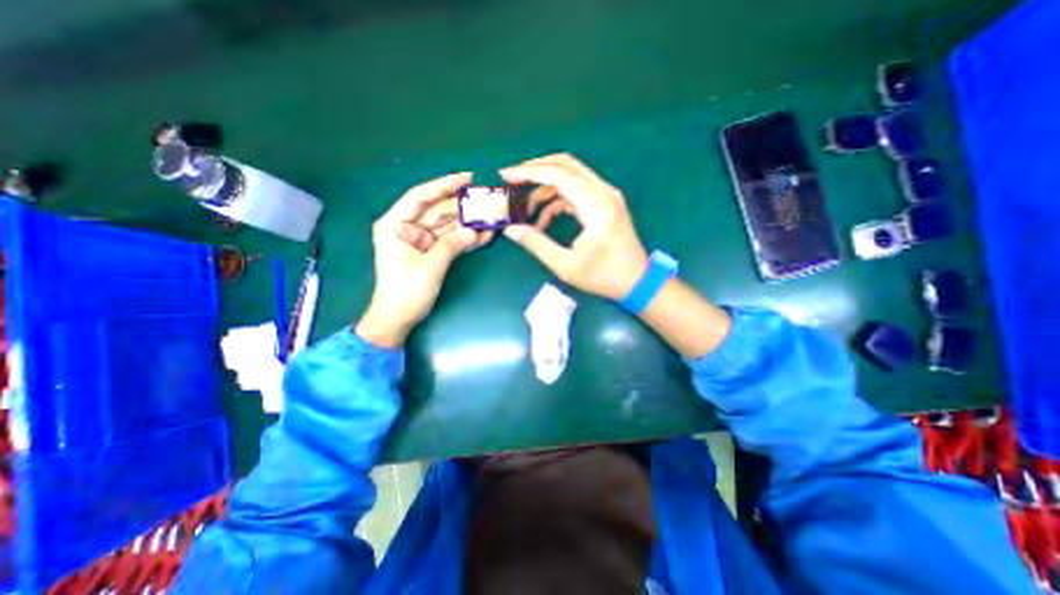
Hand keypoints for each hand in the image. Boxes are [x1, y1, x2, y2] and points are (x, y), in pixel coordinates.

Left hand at [354, 171, 489, 347]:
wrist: (398, 318)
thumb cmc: (406, 292)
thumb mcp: (429, 267)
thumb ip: (451, 246)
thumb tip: (473, 231)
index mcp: (396, 225)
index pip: (420, 196)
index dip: (443, 185)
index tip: (467, 178)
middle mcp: (407, 228)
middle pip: (437, 210)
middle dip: (462, 207)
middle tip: (486, 201)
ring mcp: (420, 240)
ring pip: (446, 225)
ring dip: (467, 224)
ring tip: (490, 218)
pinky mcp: (430, 252)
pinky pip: (449, 240)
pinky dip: (464, 239)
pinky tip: (483, 236)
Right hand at [503, 153, 651, 298]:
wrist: (637, 281)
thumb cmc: (604, 276)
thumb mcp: (566, 265)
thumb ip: (537, 244)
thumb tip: (511, 230)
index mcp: (595, 204)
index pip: (558, 174)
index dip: (529, 172)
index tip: (505, 175)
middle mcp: (602, 192)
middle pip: (565, 165)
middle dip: (535, 169)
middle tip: (512, 181)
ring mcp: (605, 196)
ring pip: (570, 176)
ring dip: (545, 187)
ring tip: (525, 208)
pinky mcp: (604, 203)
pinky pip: (576, 192)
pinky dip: (557, 200)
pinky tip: (544, 220)